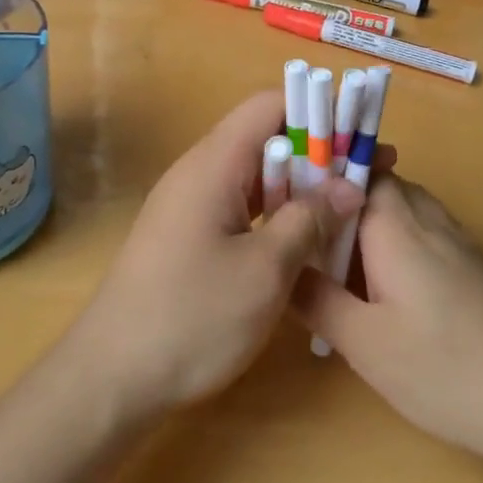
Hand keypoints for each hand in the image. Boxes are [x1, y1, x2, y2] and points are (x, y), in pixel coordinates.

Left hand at [64, 91, 367, 421]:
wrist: (113, 377)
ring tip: (350, 204)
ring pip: (257, 175)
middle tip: (370, 174)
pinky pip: (242, 206)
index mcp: (213, 164)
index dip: (317, 110)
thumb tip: (349, 186)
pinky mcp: (190, 235)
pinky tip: (307, 237)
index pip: (269, 105)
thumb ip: (309, 219)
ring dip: (301, 185)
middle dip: (319, 151)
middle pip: (265, 138)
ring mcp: (191, 204)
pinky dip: (278, 212)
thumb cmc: (192, 318)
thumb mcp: (264, 271)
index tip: (359, 134)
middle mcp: (200, 172)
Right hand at [293, 176, 482, 469]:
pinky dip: (394, 243)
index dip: (319, 173)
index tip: (287, 196)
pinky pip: (422, 232)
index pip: (354, 168)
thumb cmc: (444, 368)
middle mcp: (427, 218)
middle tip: (307, 239)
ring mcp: (455, 240)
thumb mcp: (364, 342)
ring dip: (368, 223)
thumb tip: (281, 268)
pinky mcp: (472, 266)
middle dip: (340, 202)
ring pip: (401, 208)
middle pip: (377, 184)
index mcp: (395, 223)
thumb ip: (317, 299)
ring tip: (338, 263)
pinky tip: (385, 288)